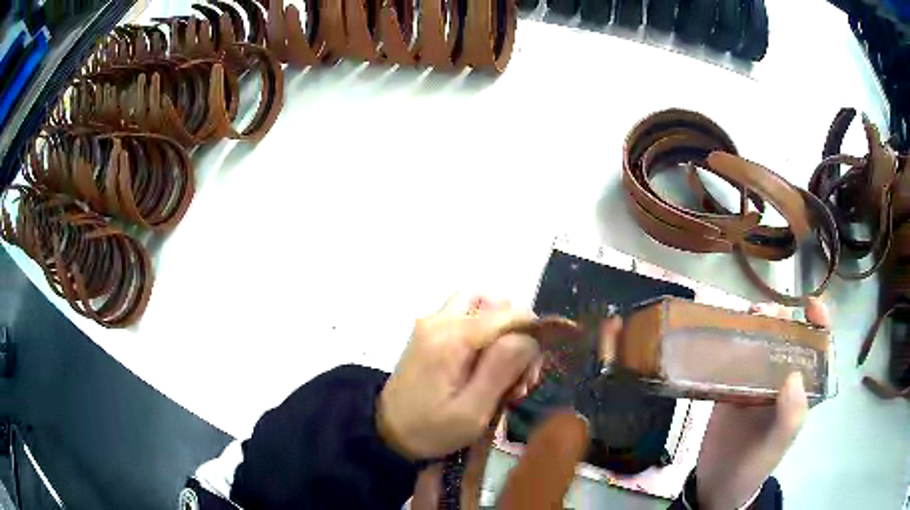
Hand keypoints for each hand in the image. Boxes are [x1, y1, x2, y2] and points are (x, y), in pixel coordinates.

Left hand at [377, 293, 543, 459]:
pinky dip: (484, 333)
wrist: (386, 433)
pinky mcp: (429, 333)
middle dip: (516, 331)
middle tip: (519, 372)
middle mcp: (440, 320)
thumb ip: (501, 370)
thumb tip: (529, 337)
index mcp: (452, 339)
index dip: (531, 334)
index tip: (532, 370)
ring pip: (479, 305)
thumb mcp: (472, 412)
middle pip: (493, 302)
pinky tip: (485, 366)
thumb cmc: (431, 429)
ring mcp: (431, 324)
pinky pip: (466, 317)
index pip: (507, 313)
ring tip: (504, 368)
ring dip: (500, 329)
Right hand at [695, 298, 829, 508]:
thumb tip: (794, 374)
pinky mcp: (730, 387)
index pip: (818, 350)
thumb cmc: (753, 467)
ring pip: (760, 344)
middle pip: (786, 339)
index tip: (810, 304)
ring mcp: (754, 383)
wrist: (715, 485)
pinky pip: (733, 359)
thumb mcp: (776, 447)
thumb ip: (791, 417)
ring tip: (742, 321)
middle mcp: (780, 381)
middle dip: (780, 319)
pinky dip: (729, 343)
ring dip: (754, 327)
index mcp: (799, 391)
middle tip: (762, 314)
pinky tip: (720, 336)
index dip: (819, 323)